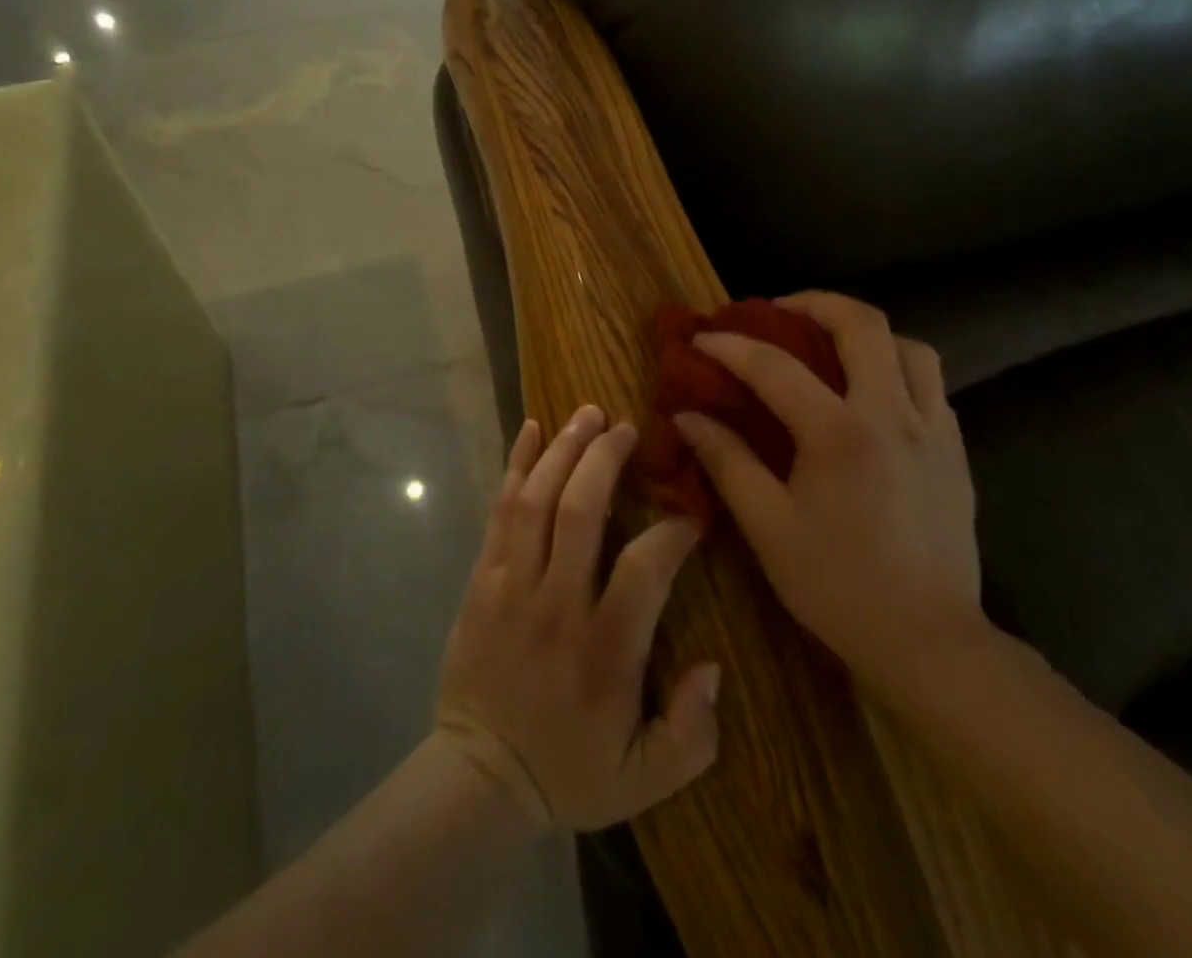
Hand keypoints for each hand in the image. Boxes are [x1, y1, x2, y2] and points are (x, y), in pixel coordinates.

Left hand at [436, 407, 721, 831]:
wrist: (479, 776)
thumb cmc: (569, 770)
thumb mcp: (646, 778)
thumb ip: (693, 732)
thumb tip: (712, 667)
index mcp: (605, 649)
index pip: (645, 568)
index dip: (674, 531)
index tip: (693, 513)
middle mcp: (558, 603)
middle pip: (581, 510)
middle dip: (605, 458)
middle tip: (627, 427)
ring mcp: (513, 584)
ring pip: (538, 499)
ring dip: (563, 448)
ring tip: (587, 413)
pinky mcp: (482, 578)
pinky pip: (500, 510)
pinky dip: (516, 465)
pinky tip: (529, 429)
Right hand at [674, 292, 986, 692]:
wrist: (931, 643)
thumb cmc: (839, 586)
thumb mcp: (768, 526)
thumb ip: (727, 462)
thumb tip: (688, 417)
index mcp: (840, 433)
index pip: (775, 366)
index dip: (731, 346)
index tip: (702, 338)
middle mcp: (893, 414)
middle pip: (863, 324)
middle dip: (814, 304)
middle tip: (778, 313)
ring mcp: (934, 430)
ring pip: (909, 346)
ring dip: (865, 333)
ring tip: (830, 348)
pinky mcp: (956, 451)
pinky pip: (930, 384)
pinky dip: (896, 368)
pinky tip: (870, 396)